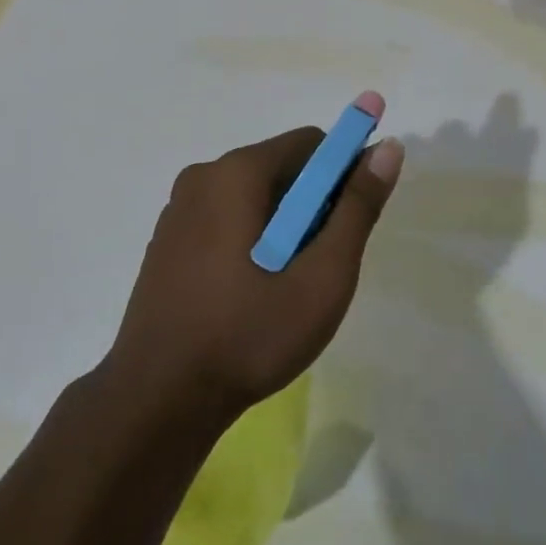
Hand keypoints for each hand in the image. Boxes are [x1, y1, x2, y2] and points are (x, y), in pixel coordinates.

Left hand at [105, 93, 403, 426]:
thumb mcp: (322, 277)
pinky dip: (249, 237)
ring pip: (253, 195)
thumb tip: (388, 147)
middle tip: (318, 266)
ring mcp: (179, 207)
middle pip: (281, 167)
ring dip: (281, 224)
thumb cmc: (248, 335)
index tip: (349, 224)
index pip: (311, 143)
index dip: (343, 174)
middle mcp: (204, 174)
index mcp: (238, 172)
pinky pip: (225, 217)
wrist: (157, 400)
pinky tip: (248, 292)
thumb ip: (357, 208)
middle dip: (311, 205)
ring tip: (283, 286)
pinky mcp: (167, 239)